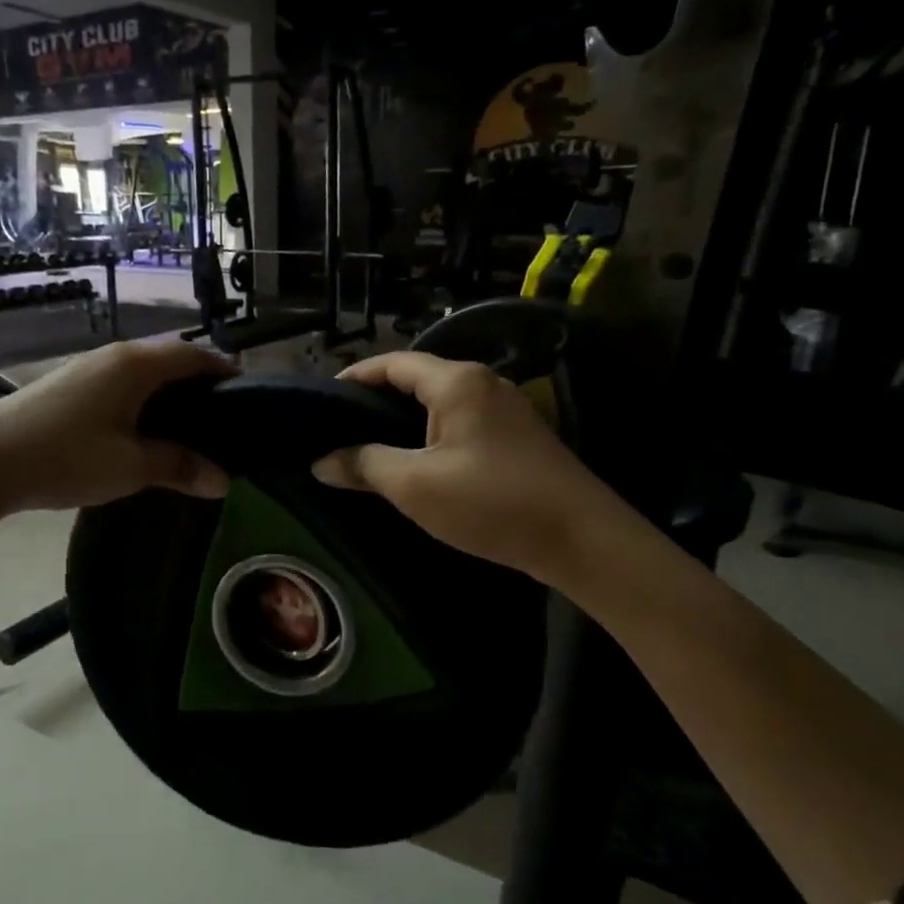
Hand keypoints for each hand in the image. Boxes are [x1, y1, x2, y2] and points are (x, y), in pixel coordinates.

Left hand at [0, 340, 233, 514]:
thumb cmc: (66, 456)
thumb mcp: (130, 466)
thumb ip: (179, 467)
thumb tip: (223, 481)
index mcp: (137, 365)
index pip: (195, 355)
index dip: (224, 372)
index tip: (247, 398)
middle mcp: (115, 356)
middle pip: (170, 359)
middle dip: (199, 384)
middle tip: (221, 420)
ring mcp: (88, 368)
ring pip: (143, 372)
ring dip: (168, 393)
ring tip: (187, 428)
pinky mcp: (68, 385)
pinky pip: (121, 384)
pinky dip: (142, 400)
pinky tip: (142, 430)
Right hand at [311, 351, 626, 584]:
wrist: (582, 540)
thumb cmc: (492, 503)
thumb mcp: (416, 486)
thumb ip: (364, 465)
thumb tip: (321, 461)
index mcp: (457, 382)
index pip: (393, 363)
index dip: (354, 377)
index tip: (321, 400)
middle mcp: (483, 383)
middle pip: (416, 379)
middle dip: (375, 400)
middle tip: (338, 427)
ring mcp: (505, 409)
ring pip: (439, 404)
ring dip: (402, 421)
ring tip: (367, 446)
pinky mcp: (517, 437)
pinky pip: (460, 424)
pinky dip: (430, 435)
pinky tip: (414, 463)